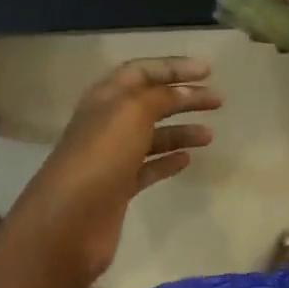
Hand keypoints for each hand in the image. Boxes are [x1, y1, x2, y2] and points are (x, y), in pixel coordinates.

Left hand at [1, 57, 221, 282]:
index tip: (208, 71)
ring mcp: (111, 157)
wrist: (70, 220)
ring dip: (180, 131)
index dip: (173, 67)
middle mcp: (107, 123)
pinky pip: (147, 168)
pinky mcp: (118, 188)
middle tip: (218, 101)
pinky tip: (188, 160)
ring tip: (209, 135)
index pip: (141, 72)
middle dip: (184, 98)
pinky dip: (168, 161)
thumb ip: (160, 97)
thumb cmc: (101, 156)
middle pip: (150, 102)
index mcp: (105, 98)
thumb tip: (184, 91)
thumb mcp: (131, 113)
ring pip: (151, 136)